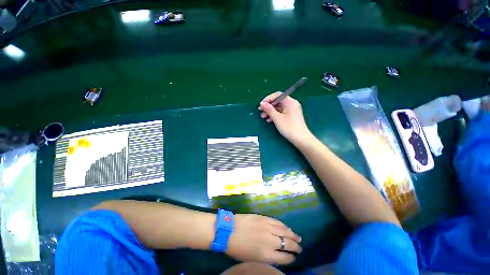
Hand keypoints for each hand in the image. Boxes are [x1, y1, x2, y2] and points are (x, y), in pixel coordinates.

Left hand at [226, 214, 301, 264]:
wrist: (229, 230)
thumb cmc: (238, 249)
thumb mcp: (252, 260)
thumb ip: (266, 258)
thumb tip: (276, 256)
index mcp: (267, 255)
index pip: (285, 258)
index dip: (291, 258)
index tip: (294, 258)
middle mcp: (271, 241)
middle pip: (288, 244)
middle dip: (296, 247)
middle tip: (300, 248)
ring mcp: (268, 227)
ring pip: (285, 231)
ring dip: (293, 235)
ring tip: (298, 238)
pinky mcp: (264, 218)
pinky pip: (277, 221)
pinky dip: (284, 225)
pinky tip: (287, 227)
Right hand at [258, 92, 312, 145]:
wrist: (301, 139)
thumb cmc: (289, 127)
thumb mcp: (277, 118)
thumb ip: (269, 110)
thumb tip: (262, 103)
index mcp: (290, 102)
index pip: (278, 95)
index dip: (268, 99)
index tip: (261, 105)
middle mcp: (291, 104)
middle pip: (278, 101)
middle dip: (268, 106)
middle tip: (260, 111)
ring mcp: (292, 110)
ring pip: (279, 108)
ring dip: (270, 112)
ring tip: (263, 117)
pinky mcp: (291, 116)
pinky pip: (281, 113)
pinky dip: (275, 115)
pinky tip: (269, 120)